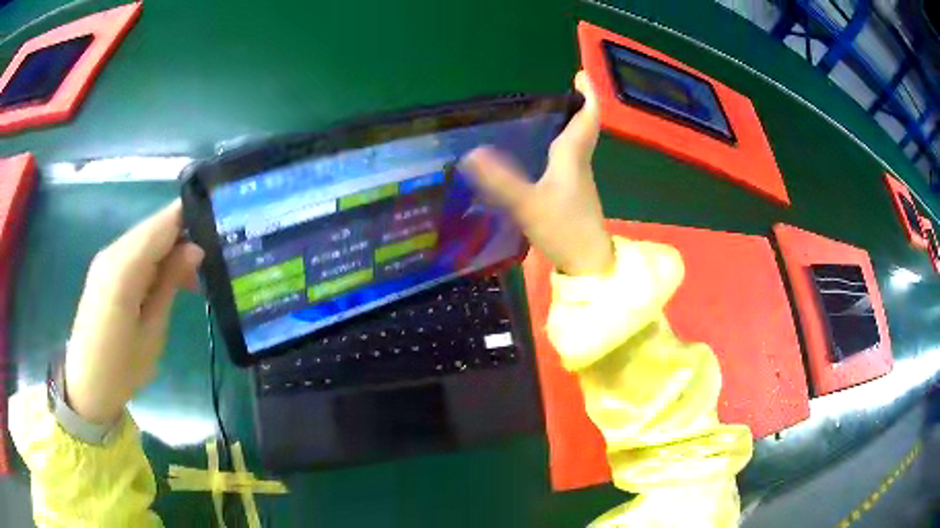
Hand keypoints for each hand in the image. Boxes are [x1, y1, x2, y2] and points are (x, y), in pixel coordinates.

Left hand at [65, 200, 203, 423]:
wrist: (87, 385)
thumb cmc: (122, 367)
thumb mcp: (152, 330)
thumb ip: (170, 283)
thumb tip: (195, 249)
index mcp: (124, 267)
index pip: (163, 223)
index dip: (191, 218)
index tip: (219, 229)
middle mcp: (112, 252)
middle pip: (154, 228)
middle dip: (182, 239)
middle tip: (206, 268)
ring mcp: (105, 259)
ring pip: (144, 239)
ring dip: (168, 252)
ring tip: (189, 281)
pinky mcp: (103, 270)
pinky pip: (133, 253)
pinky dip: (153, 261)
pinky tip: (164, 284)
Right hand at [459, 71, 613, 275]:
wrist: (588, 265)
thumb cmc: (564, 230)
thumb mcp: (528, 205)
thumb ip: (500, 182)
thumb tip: (471, 154)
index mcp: (572, 157)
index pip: (586, 118)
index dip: (587, 94)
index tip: (581, 74)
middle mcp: (579, 163)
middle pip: (583, 127)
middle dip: (576, 105)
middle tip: (562, 89)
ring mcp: (578, 180)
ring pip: (576, 143)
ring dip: (568, 124)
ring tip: (546, 113)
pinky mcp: (572, 195)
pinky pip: (568, 160)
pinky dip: (560, 146)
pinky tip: (542, 152)